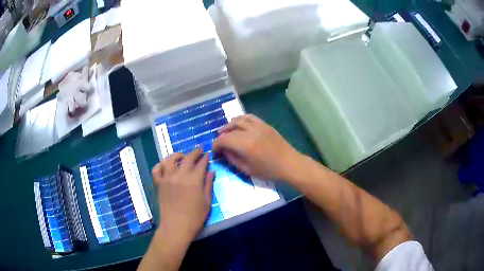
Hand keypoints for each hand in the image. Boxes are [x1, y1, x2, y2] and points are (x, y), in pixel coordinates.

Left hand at [152, 149, 213, 239]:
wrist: (176, 226)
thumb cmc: (195, 217)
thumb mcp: (207, 202)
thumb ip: (208, 184)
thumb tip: (211, 171)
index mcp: (194, 180)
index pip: (201, 163)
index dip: (205, 158)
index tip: (208, 155)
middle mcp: (180, 175)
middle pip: (188, 158)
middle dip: (195, 152)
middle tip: (199, 151)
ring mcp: (167, 178)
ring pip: (170, 159)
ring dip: (177, 155)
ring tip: (182, 157)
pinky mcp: (159, 184)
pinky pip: (156, 170)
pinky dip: (160, 165)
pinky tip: (165, 166)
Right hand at [213, 114, 301, 180]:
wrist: (289, 164)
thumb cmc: (269, 170)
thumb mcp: (247, 169)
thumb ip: (233, 159)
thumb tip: (224, 152)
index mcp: (245, 145)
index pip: (223, 140)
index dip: (216, 145)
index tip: (215, 151)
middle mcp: (250, 131)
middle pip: (230, 129)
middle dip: (221, 135)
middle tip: (219, 143)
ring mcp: (258, 126)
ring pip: (239, 119)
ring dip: (229, 125)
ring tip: (225, 131)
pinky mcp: (265, 124)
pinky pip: (250, 117)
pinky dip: (241, 119)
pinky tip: (239, 124)